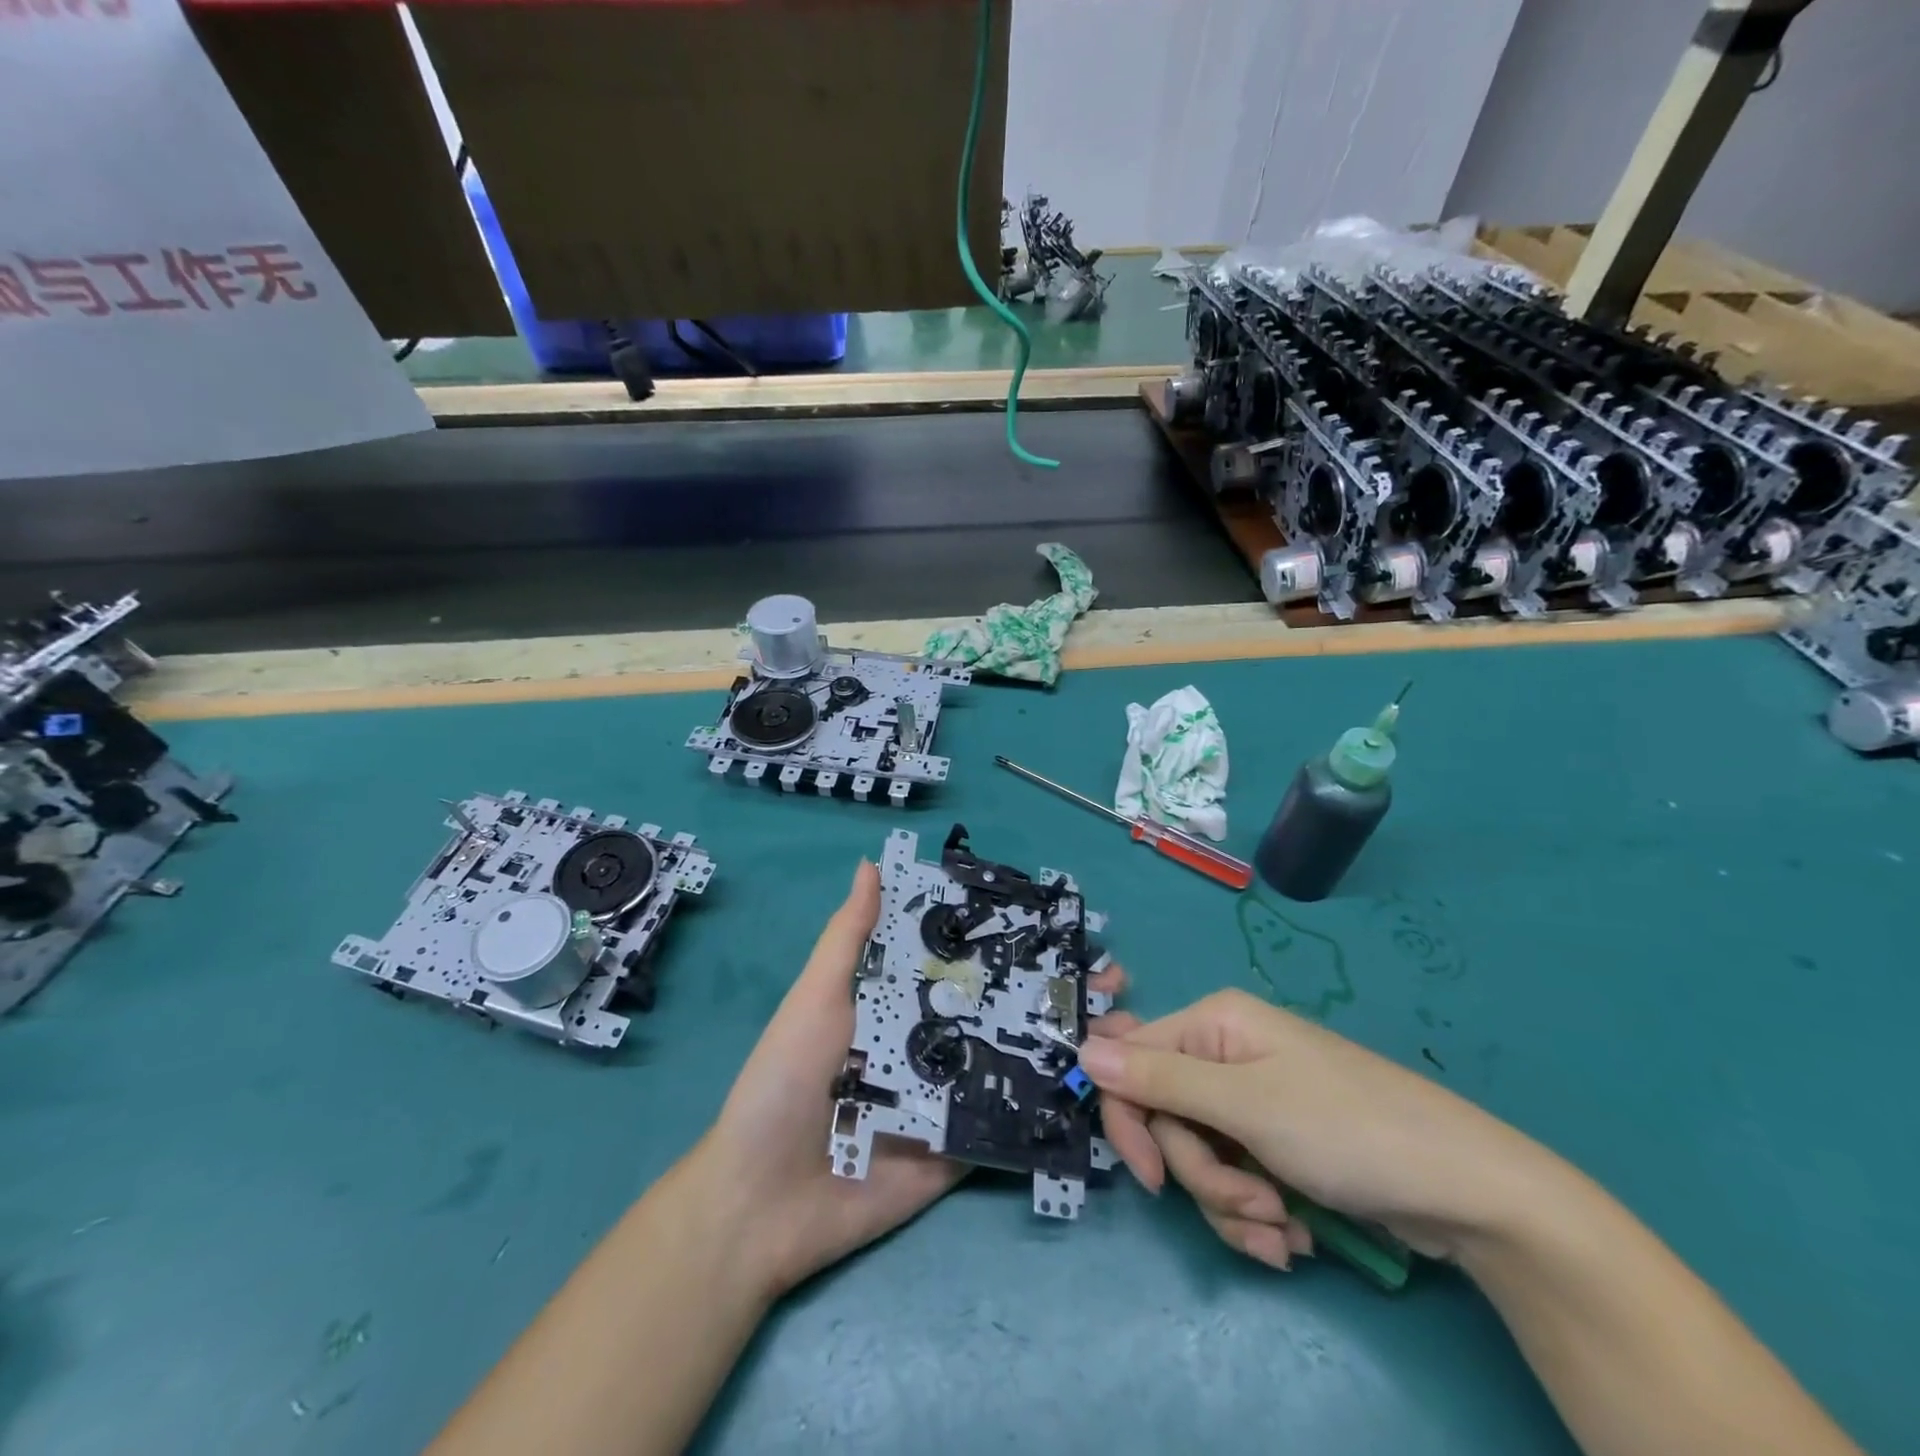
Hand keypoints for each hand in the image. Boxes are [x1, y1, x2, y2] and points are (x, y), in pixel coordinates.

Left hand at [690, 861, 1127, 1298]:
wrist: (762, 1205)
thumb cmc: (784, 1083)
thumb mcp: (815, 999)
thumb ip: (849, 938)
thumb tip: (872, 862)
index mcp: (902, 1001)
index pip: (965, 960)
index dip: (1011, 939)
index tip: (1063, 920)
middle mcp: (935, 1040)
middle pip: (1003, 1006)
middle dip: (1057, 988)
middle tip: (1112, 976)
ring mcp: (952, 1095)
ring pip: (1018, 1059)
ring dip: (1069, 1040)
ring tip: (1123, 1023)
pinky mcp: (962, 1147)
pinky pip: (1011, 1121)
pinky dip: (1053, 1105)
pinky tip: (1103, 1086)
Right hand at [1080, 990, 1541, 1269]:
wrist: (1466, 1192)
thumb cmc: (1348, 1130)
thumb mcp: (1246, 1106)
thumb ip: (1159, 1080)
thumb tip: (1082, 1050)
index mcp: (1213, 1025)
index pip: (1132, 1062)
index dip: (1129, 1118)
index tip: (1149, 1176)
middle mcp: (1225, 1055)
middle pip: (1167, 1118)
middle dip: (1201, 1175)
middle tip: (1249, 1204)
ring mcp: (1253, 1101)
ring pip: (1199, 1158)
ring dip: (1231, 1205)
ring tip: (1281, 1228)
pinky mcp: (1276, 1145)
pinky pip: (1234, 1181)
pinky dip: (1255, 1216)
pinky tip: (1292, 1237)